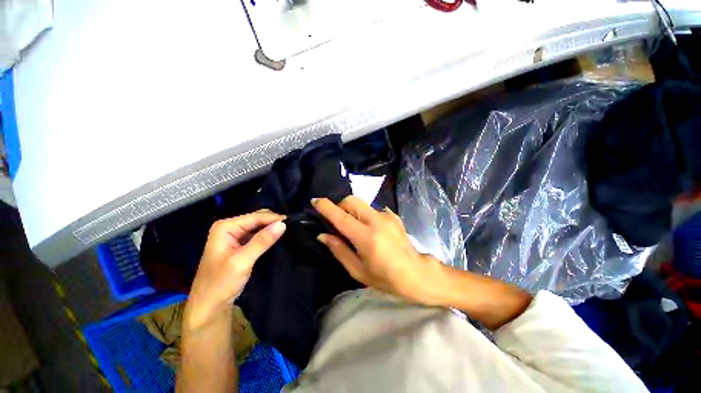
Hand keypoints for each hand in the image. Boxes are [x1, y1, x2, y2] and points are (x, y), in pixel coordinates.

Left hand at [186, 210, 285, 327]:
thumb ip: (262, 241)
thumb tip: (282, 224)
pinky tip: (278, 237)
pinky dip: (267, 235)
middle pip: (257, 219)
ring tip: (289, 231)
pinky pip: (257, 235)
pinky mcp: (240, 245)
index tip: (292, 222)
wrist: (210, 306)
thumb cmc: (221, 283)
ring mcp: (235, 236)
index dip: (274, 219)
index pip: (255, 217)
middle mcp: (230, 228)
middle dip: (273, 222)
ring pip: (258, 226)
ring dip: (271, 228)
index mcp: (225, 227)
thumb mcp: (242, 260)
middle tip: (291, 227)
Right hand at [313, 197, 446, 305]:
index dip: (326, 207)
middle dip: (340, 206)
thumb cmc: (386, 278)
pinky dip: (365, 215)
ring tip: (355, 228)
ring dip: (352, 211)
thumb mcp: (358, 271)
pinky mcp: (393, 216)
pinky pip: (373, 209)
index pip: (341, 217)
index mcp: (366, 237)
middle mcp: (377, 221)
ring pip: (362, 203)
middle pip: (352, 201)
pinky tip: (370, 230)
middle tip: (338, 222)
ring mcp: (387, 216)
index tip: (315, 201)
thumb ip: (339, 250)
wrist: (417, 273)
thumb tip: (323, 235)